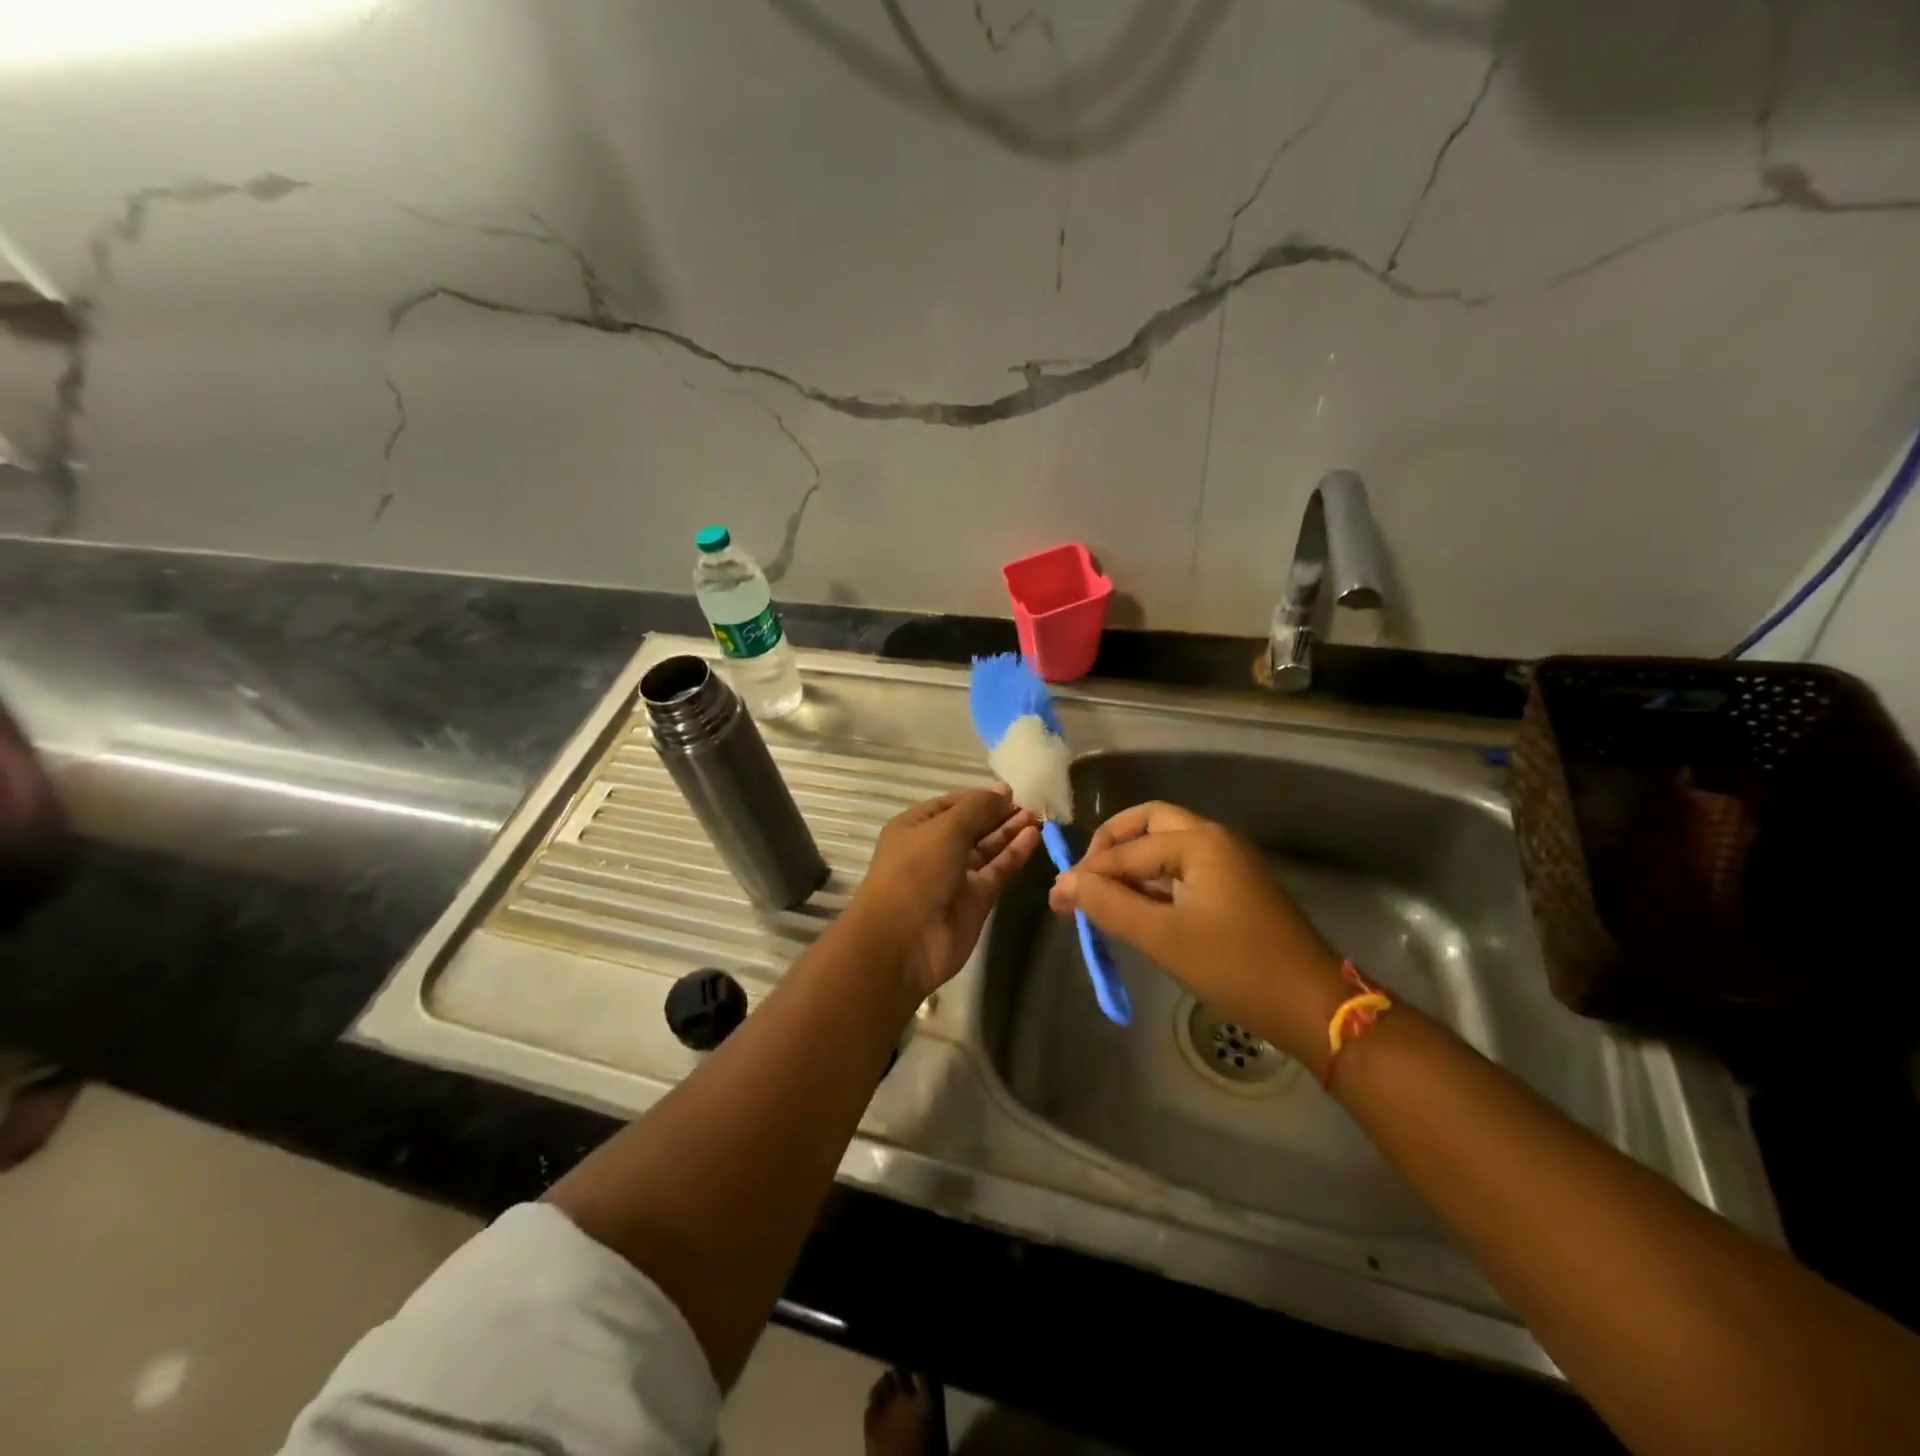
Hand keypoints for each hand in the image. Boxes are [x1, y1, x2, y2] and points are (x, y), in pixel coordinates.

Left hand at [851, 787, 1039, 1001]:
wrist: (903, 941)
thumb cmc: (916, 872)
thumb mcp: (945, 829)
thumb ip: (978, 808)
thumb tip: (1004, 790)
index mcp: (916, 827)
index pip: (953, 804)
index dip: (980, 797)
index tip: (1012, 792)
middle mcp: (934, 849)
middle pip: (972, 826)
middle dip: (999, 815)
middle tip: (1032, 805)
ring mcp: (955, 876)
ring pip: (987, 849)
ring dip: (1010, 833)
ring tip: (1038, 818)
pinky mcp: (975, 900)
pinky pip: (997, 871)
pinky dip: (1014, 855)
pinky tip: (1033, 837)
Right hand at [1048, 801, 1347, 1066]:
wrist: (1313, 1007)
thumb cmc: (1236, 968)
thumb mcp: (1163, 938)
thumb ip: (1110, 905)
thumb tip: (1064, 884)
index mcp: (1199, 842)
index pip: (1127, 850)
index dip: (1088, 873)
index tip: (1057, 899)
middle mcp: (1214, 839)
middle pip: (1149, 824)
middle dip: (1112, 846)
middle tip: (1086, 878)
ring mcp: (1228, 862)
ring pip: (1166, 845)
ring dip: (1132, 864)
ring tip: (1102, 897)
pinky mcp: (1235, 888)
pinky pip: (1183, 869)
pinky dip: (1154, 880)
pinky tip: (1136, 908)